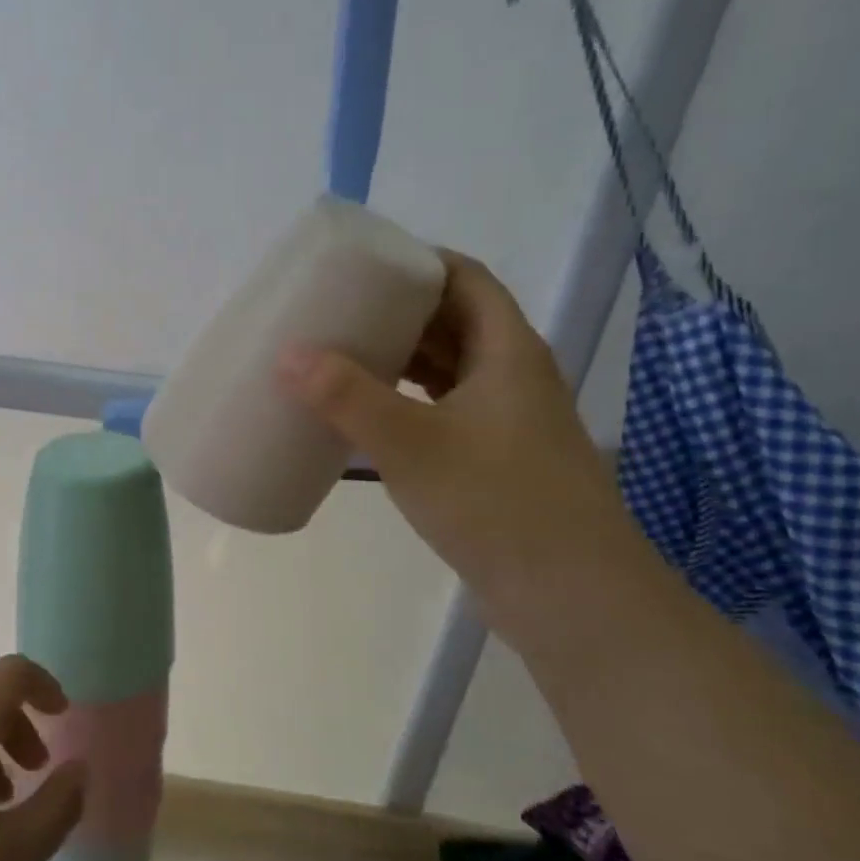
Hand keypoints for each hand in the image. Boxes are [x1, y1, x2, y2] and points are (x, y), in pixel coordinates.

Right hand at [275, 252, 640, 623]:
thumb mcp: (413, 444)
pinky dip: (408, 407)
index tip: (365, 265)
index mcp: (508, 352)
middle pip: (456, 324)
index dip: (420, 263)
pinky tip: (370, 423)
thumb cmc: (497, 503)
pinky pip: (445, 415)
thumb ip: (348, 398)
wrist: (570, 597)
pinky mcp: (495, 465)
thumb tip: (289, 354)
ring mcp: (508, 424)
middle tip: (339, 312)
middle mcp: (513, 378)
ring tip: (344, 359)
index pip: (466, 280)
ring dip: (402, 363)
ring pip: (450, 374)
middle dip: (400, 313)